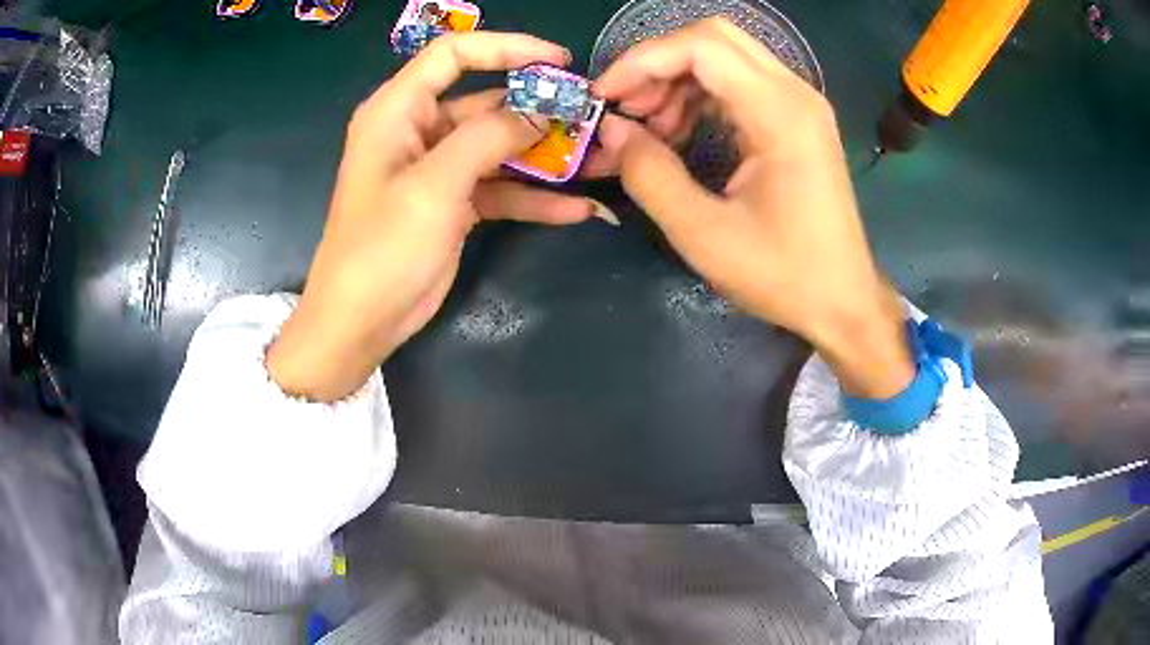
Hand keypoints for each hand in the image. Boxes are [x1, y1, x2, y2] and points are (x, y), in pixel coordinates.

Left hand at [268, 33, 597, 401]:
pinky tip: (575, 208)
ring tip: (594, 159)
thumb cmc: (382, 248)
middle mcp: (418, 130)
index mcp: (398, 110)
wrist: (361, 322)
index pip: (454, 54)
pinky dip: (533, 196)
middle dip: (537, 108)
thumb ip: (488, 138)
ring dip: (543, 154)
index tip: (558, 61)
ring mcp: (438, 168)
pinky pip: (500, 187)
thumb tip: (541, 111)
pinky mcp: (453, 202)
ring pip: (498, 145)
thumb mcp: (434, 186)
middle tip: (589, 116)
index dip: (506, 47)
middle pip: (485, 100)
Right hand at [591, 18, 912, 397]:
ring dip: (677, 80)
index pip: (701, 46)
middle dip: (658, 63)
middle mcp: (795, 94)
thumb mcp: (705, 234)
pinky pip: (738, 83)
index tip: (605, 98)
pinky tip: (679, 133)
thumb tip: (612, 131)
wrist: (843, 302)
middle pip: (714, 38)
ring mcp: (799, 104)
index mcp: (780, 113)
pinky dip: (700, 96)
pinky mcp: (796, 120)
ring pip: (724, 56)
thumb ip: (650, 175)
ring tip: (649, 128)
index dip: (642, 61)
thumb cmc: (783, 275)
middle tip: (628, 108)